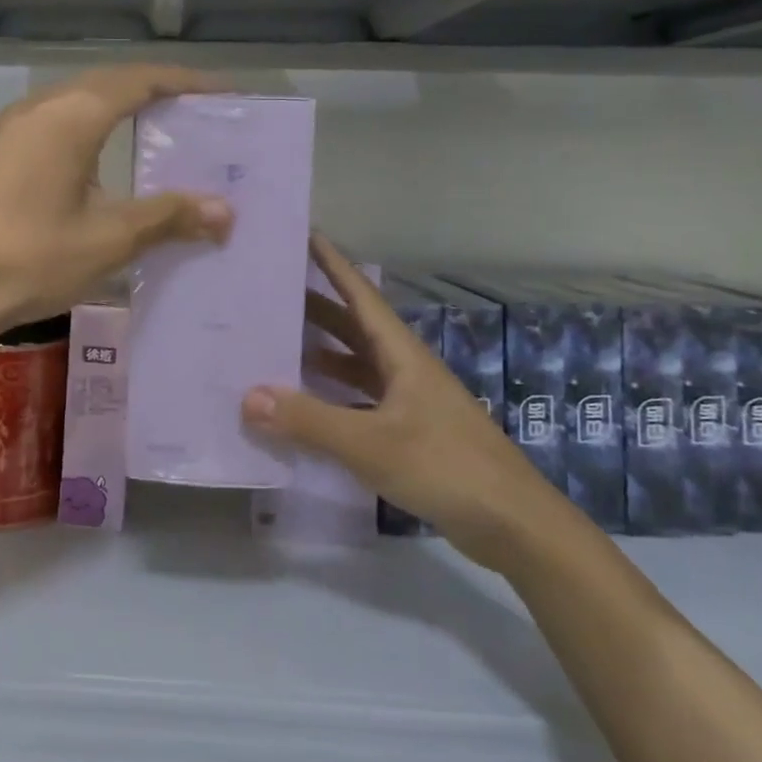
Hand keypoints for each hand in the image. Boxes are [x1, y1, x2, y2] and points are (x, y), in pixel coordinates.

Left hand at [0, 65, 233, 336]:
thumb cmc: (31, 258)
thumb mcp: (109, 239)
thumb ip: (168, 216)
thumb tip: (225, 211)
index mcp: (71, 116)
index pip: (139, 81)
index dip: (184, 82)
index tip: (222, 94)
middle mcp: (41, 108)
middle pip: (109, 83)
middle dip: (156, 92)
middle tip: (198, 114)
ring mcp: (15, 129)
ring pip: (80, 101)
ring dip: (121, 107)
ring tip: (160, 131)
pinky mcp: (1, 152)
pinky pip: (59, 121)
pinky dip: (93, 127)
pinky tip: (106, 159)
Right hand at [242, 238, 560, 572]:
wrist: (513, 525)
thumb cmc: (446, 467)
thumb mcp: (370, 443)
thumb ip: (309, 420)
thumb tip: (247, 396)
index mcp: (401, 355)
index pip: (360, 296)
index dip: (333, 264)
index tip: (303, 235)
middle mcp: (404, 369)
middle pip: (354, 327)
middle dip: (315, 306)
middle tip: (269, 292)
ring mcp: (408, 402)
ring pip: (356, 364)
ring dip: (320, 352)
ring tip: (275, 342)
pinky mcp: (408, 433)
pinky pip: (359, 400)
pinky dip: (331, 396)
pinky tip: (304, 405)